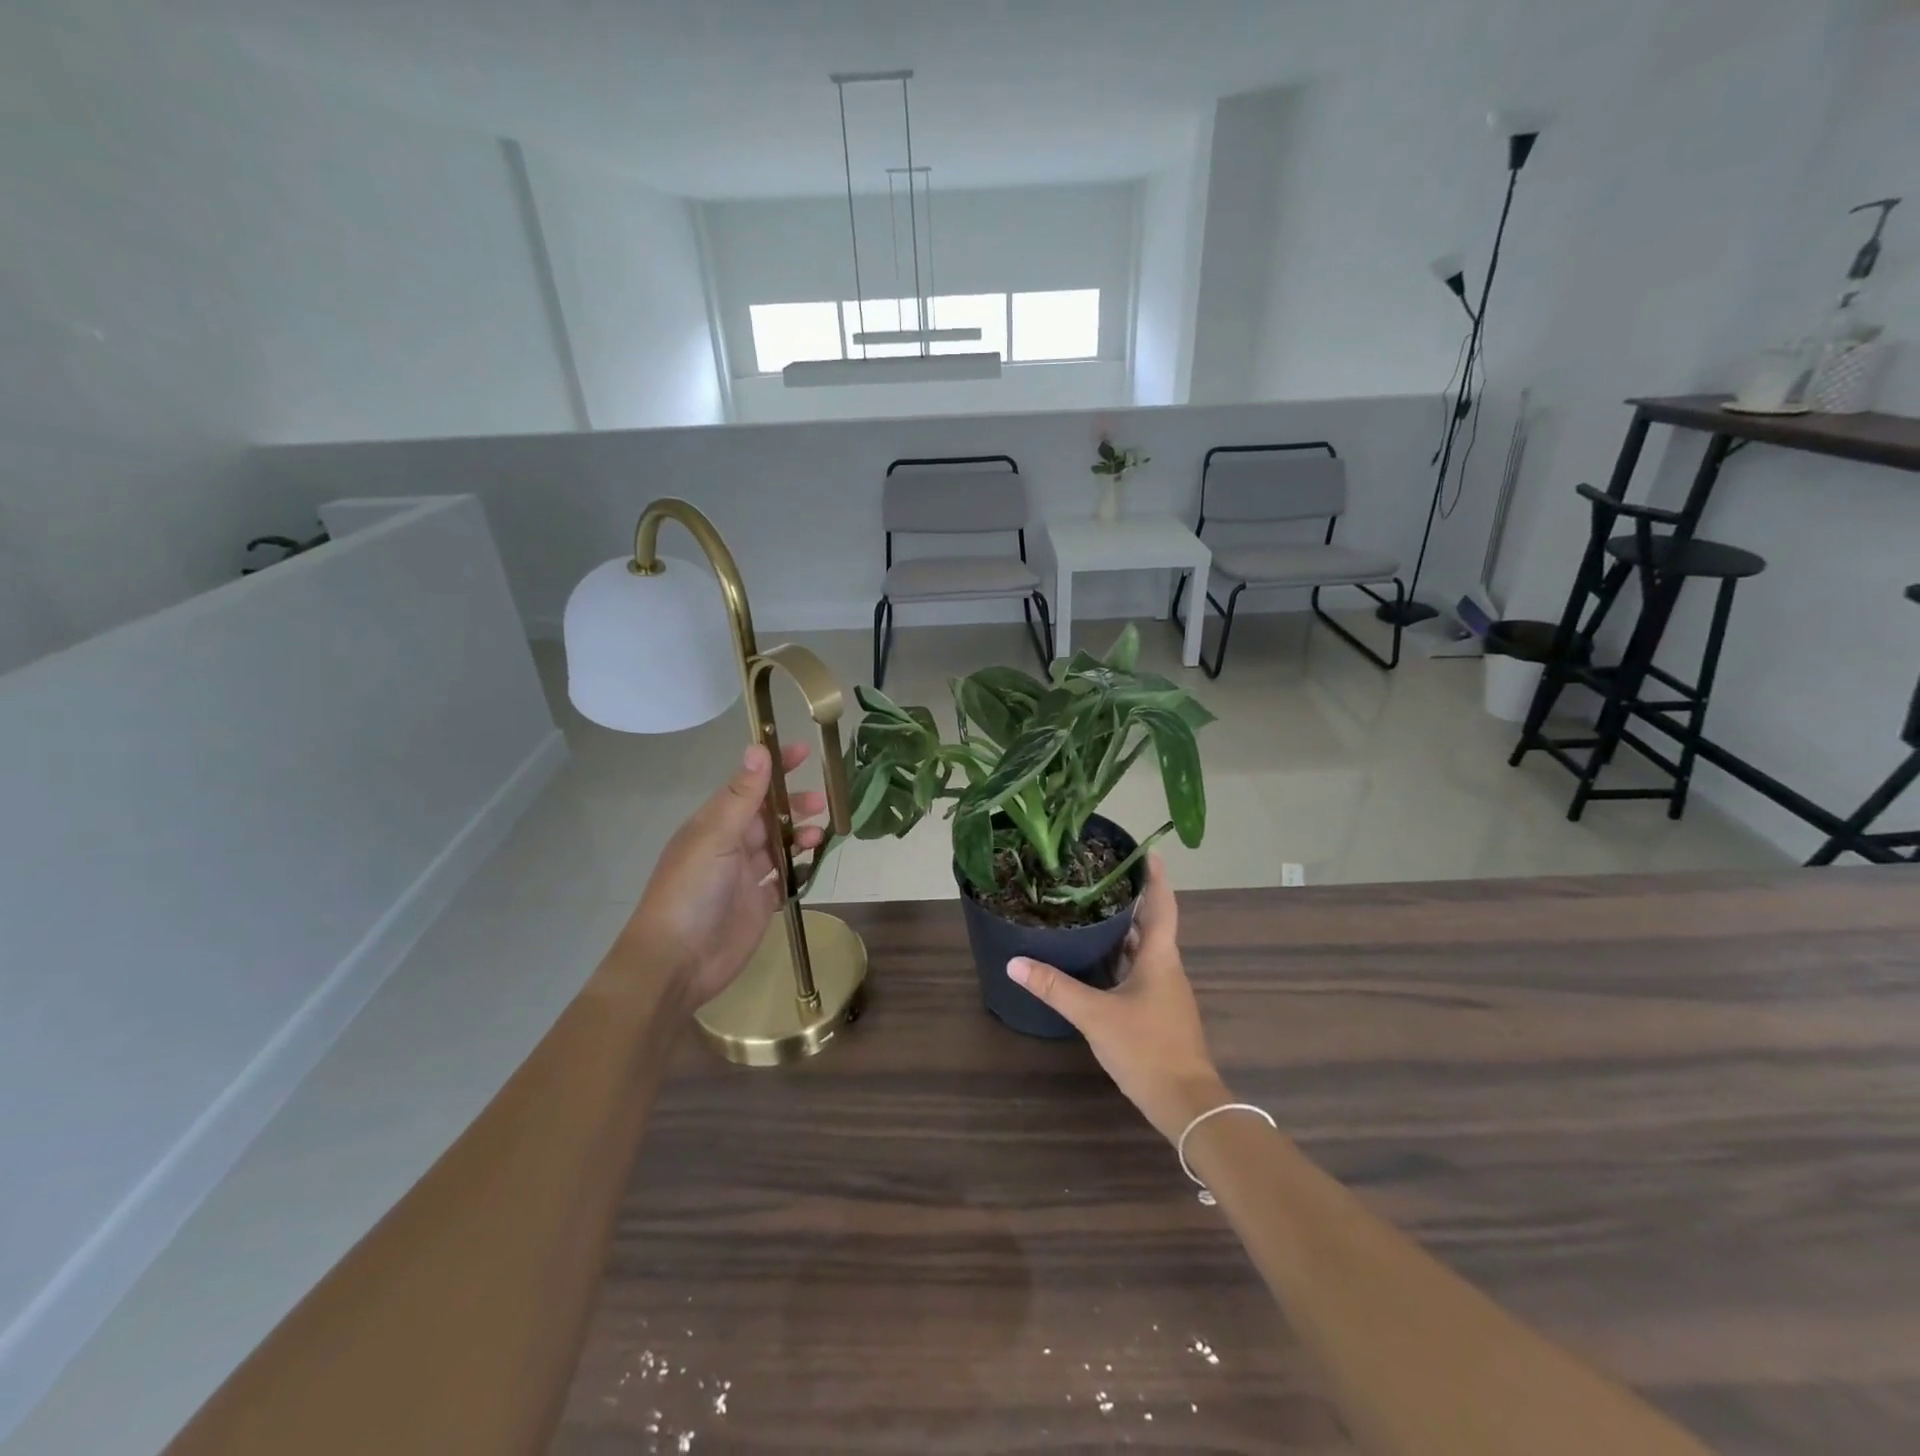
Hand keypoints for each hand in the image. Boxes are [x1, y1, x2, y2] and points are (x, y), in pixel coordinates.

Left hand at [621, 741, 827, 1010]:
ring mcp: (744, 877)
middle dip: (794, 805)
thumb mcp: (715, 838)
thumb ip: (742, 797)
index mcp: (713, 825)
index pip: (748, 786)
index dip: (773, 768)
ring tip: (821, 836)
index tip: (802, 751)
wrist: (677, 962)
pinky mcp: (759, 905)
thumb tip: (758, 749)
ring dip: (801, 836)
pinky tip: (815, 865)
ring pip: (779, 846)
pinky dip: (800, 870)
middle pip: (768, 816)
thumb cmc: (690, 892)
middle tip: (822, 802)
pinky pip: (785, 880)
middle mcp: (729, 846)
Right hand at [1008, 856, 1230, 1142]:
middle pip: (1152, 923)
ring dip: (1125, 928)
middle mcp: (1166, 968)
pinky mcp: (1159, 1011)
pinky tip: (1097, 960)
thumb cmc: (1147, 1048)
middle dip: (1131, 899)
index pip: (1161, 905)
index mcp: (1160, 957)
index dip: (1155, 877)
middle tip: (1100, 876)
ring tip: (1093, 909)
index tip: (1147, 850)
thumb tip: (1015, 962)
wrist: (1186, 1104)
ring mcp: (1165, 991)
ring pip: (1145, 949)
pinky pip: (1139, 971)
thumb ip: (1055, 988)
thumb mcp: (1095, 1015)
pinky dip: (1121, 957)